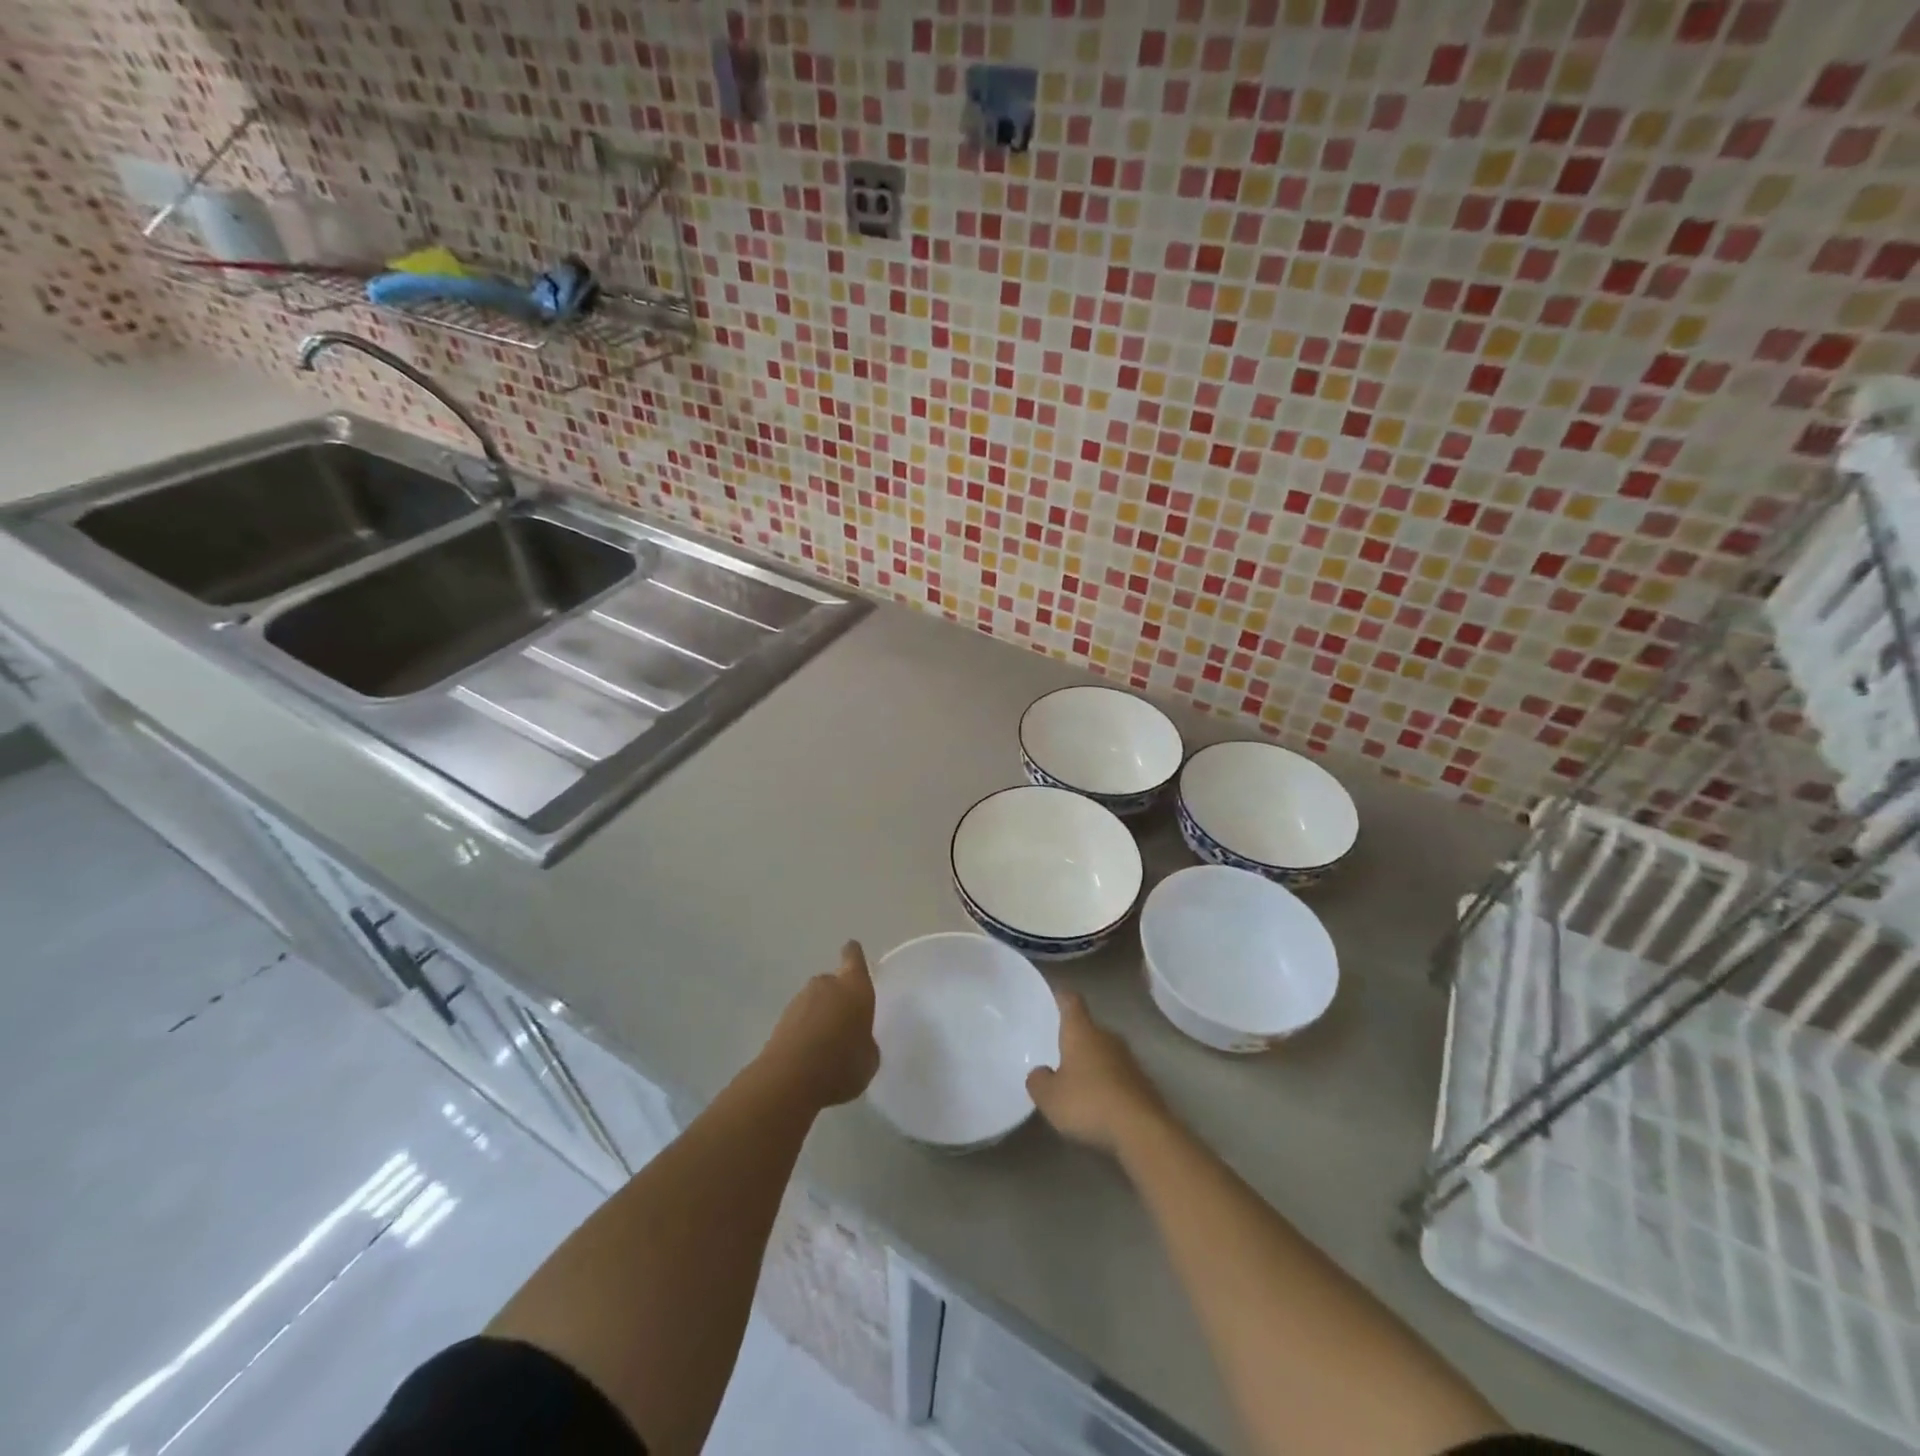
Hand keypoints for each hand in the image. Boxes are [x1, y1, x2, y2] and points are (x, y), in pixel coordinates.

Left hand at [759, 941, 879, 1109]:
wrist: (790, 1079)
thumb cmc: (842, 1063)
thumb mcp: (869, 1059)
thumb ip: (866, 1042)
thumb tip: (858, 1041)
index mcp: (855, 987)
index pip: (854, 958)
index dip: (853, 955)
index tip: (851, 950)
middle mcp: (826, 985)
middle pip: (833, 983)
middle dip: (837, 999)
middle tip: (844, 1024)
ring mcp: (800, 1000)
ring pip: (814, 1002)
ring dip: (819, 1016)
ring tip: (826, 1046)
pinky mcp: (780, 1020)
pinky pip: (799, 1020)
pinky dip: (804, 1031)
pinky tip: (809, 1055)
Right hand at [1027, 991, 1168, 1154]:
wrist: (1142, 1130)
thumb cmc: (1088, 1103)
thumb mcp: (1050, 1097)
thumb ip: (1038, 1081)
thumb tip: (1041, 1072)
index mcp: (1082, 1031)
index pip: (1071, 1001)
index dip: (1061, 997)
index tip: (1054, 997)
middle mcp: (1107, 1037)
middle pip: (1089, 1028)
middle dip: (1075, 1038)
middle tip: (1059, 1052)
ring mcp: (1129, 1059)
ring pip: (1105, 1053)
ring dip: (1093, 1063)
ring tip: (1077, 1083)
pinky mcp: (1143, 1083)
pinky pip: (1118, 1075)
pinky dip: (1108, 1084)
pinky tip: (1099, 1105)